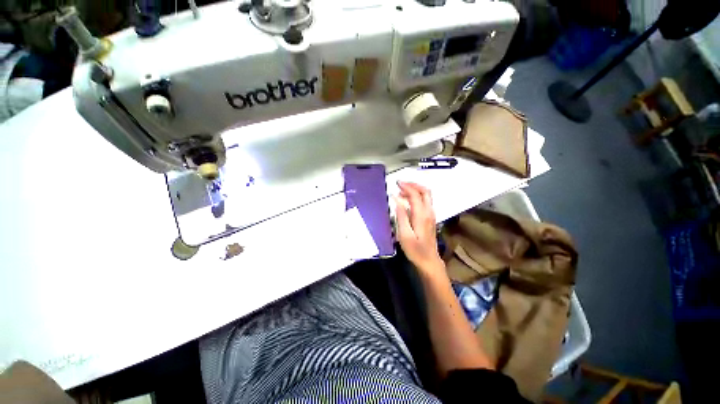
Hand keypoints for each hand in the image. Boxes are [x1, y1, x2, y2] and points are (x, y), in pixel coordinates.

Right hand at [395, 182, 443, 272]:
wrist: (429, 261)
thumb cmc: (415, 250)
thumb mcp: (404, 235)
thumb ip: (401, 216)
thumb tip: (396, 200)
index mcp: (422, 215)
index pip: (416, 194)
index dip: (406, 187)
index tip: (397, 183)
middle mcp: (429, 212)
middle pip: (425, 191)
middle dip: (413, 184)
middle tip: (401, 184)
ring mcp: (431, 215)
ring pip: (426, 195)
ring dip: (415, 190)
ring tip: (401, 191)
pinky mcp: (430, 218)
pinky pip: (425, 201)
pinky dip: (417, 196)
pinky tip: (407, 201)